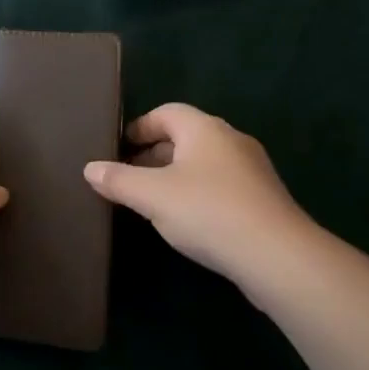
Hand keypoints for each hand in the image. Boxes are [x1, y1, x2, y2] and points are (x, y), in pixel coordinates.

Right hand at [83, 103, 316, 286]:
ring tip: (153, 202)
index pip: (165, 112)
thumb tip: (90, 168)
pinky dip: (199, 195)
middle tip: (128, 176)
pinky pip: (222, 186)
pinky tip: (187, 222)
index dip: (139, 127)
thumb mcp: (152, 196)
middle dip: (154, 154)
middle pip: (185, 137)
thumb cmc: (208, 212)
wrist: (278, 256)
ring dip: (176, 176)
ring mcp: (252, 170)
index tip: (118, 148)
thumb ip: (118, 180)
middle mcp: (230, 139)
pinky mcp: (264, 200)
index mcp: (204, 128)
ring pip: (204, 163)